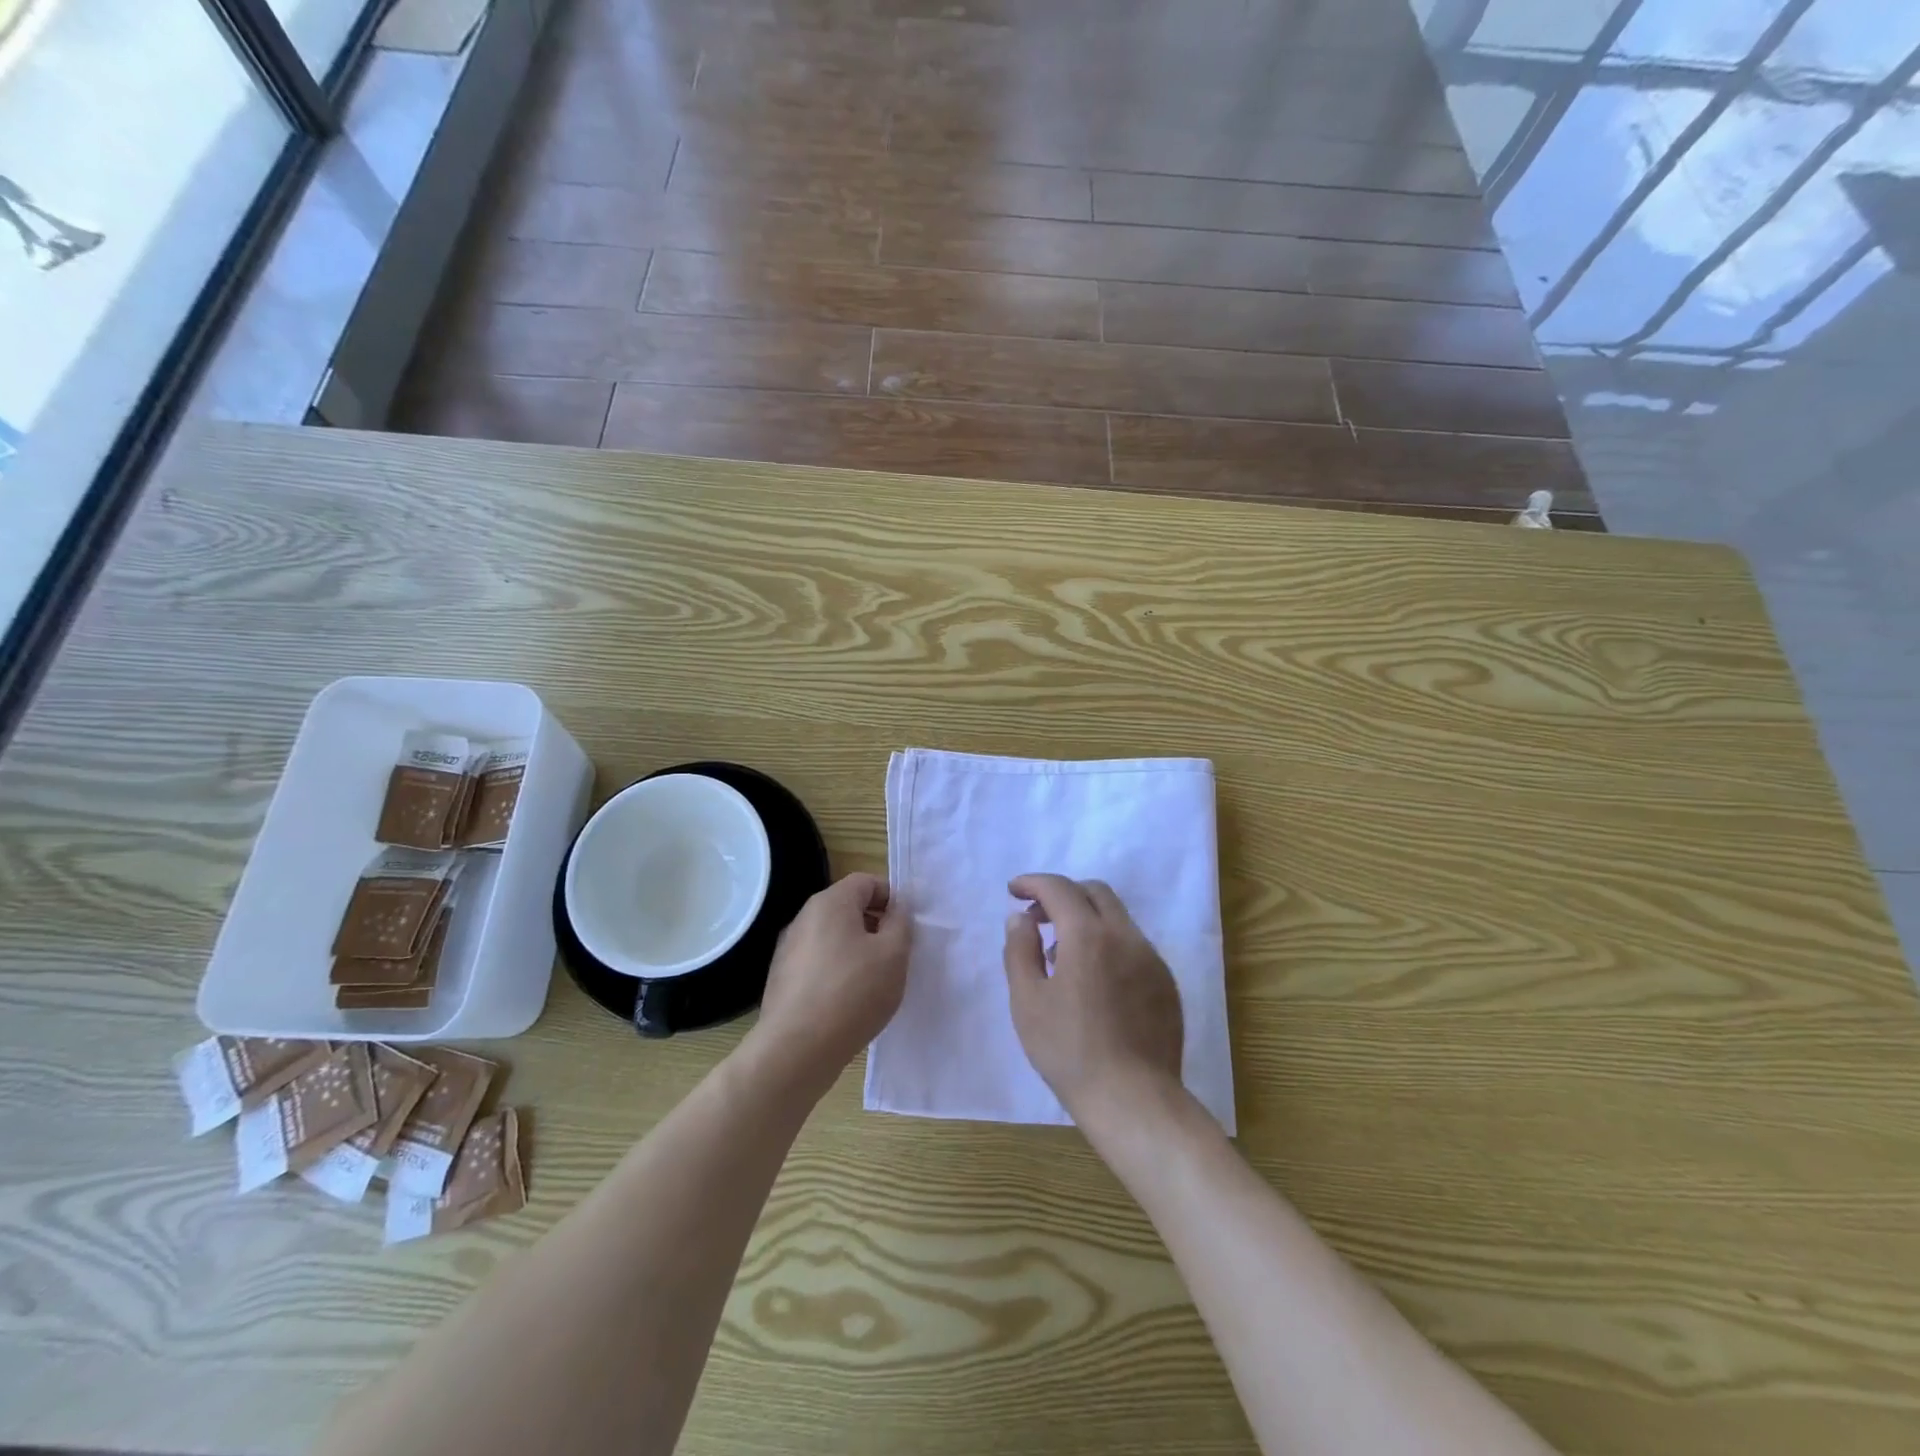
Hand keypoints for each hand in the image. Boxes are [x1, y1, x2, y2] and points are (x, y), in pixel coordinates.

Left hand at [750, 873, 910, 1091]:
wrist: (796, 1050)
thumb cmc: (853, 993)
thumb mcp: (893, 954)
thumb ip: (901, 923)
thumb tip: (898, 908)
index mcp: (830, 903)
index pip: (866, 881)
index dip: (891, 897)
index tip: (906, 926)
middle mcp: (804, 918)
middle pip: (847, 908)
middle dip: (875, 925)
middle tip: (895, 954)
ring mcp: (788, 949)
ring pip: (832, 937)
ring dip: (856, 950)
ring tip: (874, 981)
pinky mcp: (782, 978)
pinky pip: (818, 962)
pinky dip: (836, 971)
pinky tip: (848, 1002)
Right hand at [1003, 873, 1182, 1119]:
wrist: (1133, 1099)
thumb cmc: (1069, 1051)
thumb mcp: (1027, 1001)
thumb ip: (1020, 950)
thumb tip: (1020, 918)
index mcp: (1088, 935)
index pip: (1059, 888)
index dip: (1033, 883)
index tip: (1014, 890)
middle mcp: (1125, 936)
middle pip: (1095, 892)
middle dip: (1062, 894)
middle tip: (1037, 917)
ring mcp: (1151, 959)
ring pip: (1117, 918)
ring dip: (1086, 919)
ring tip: (1061, 954)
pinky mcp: (1166, 983)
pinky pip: (1132, 946)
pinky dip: (1107, 944)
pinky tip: (1093, 981)